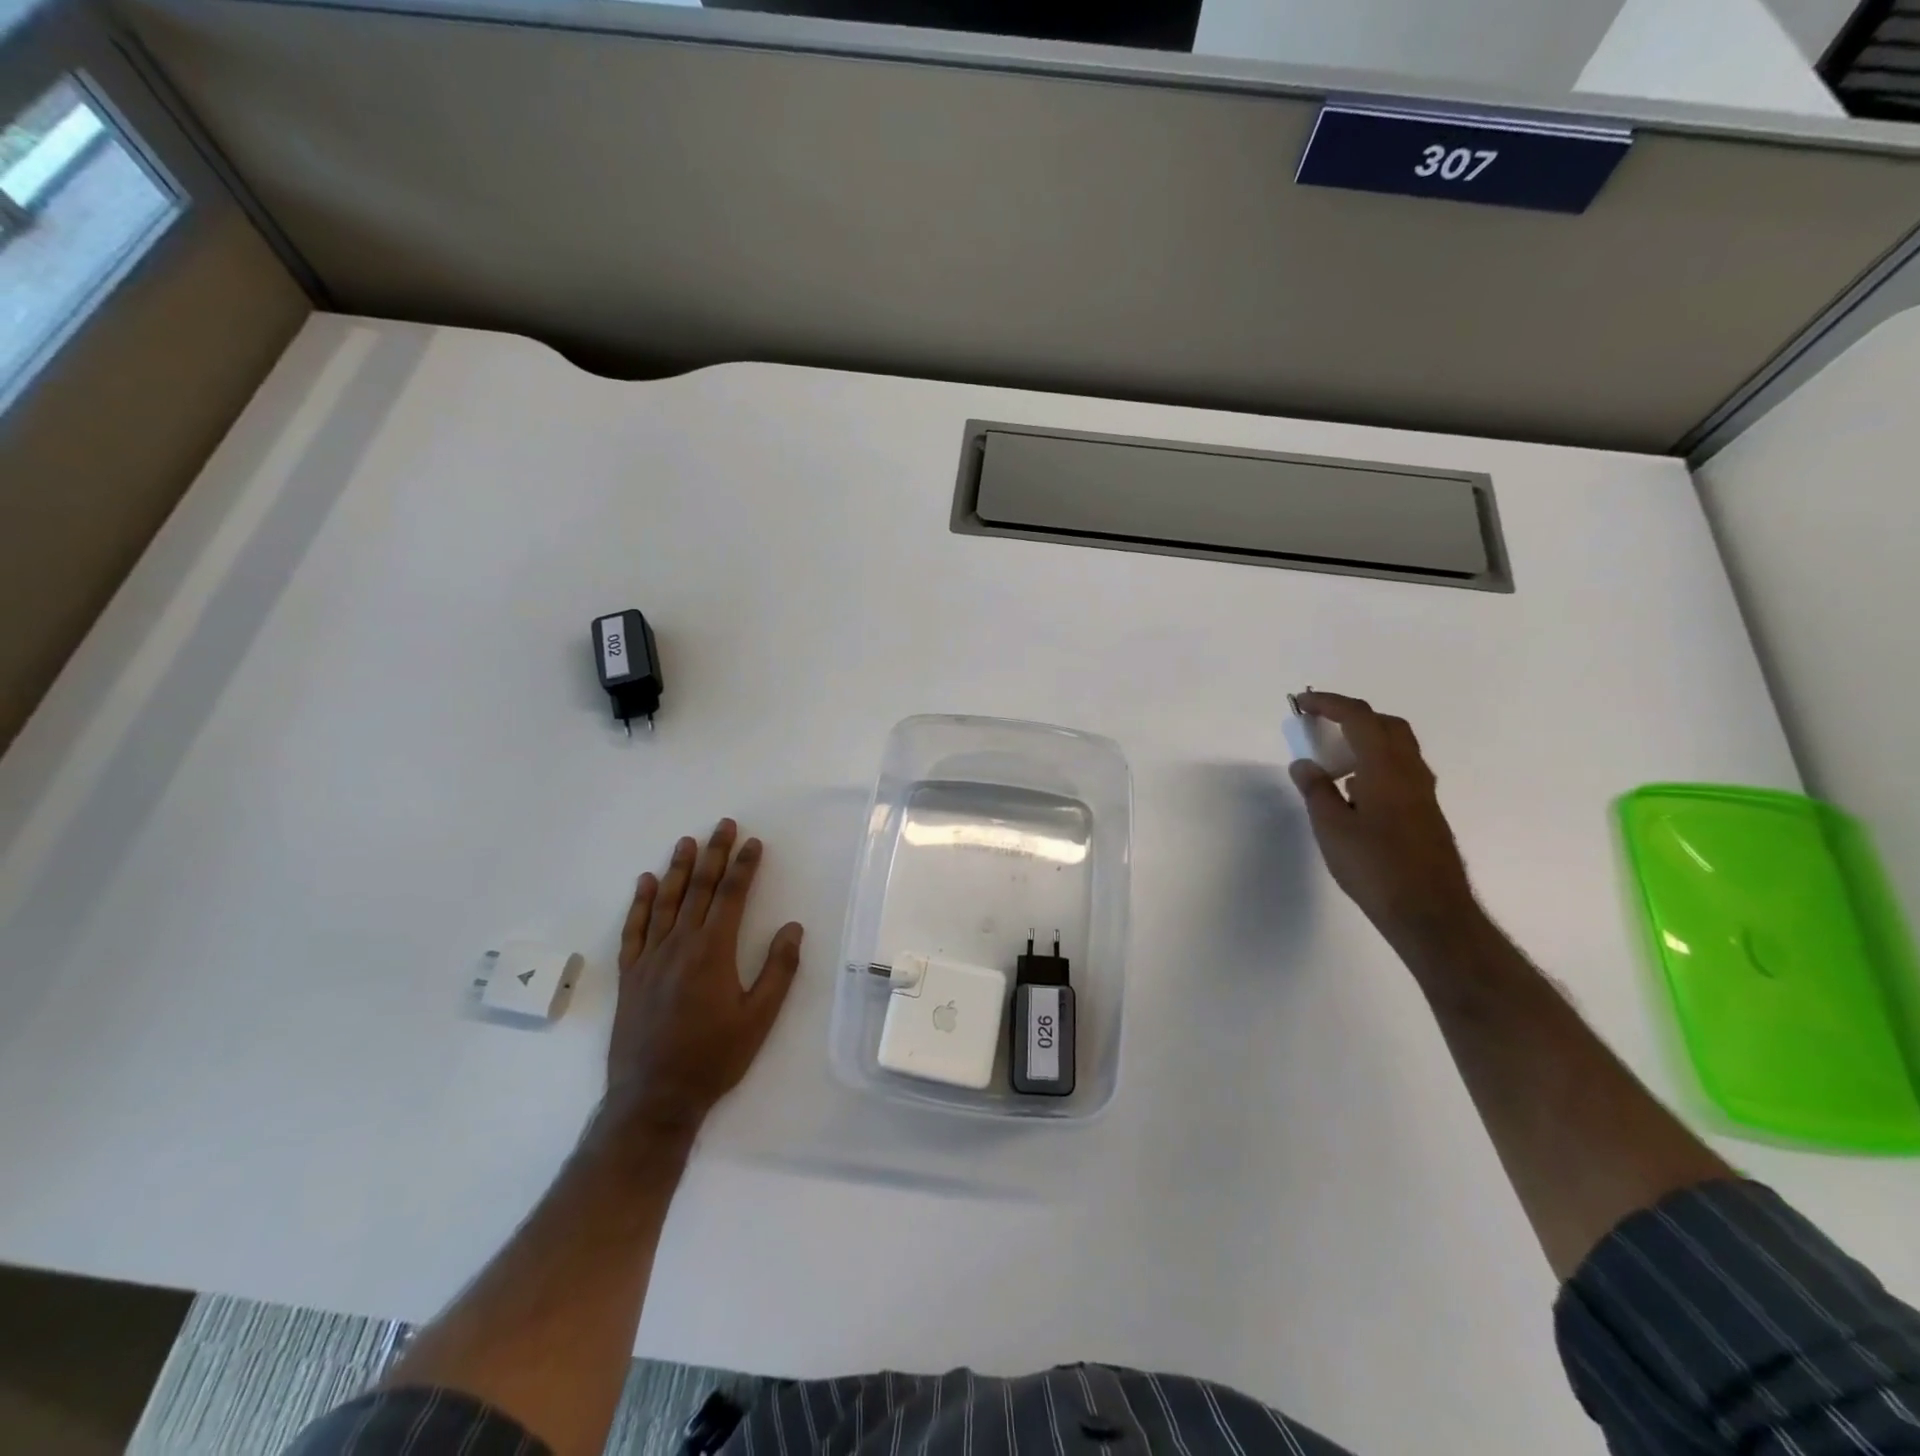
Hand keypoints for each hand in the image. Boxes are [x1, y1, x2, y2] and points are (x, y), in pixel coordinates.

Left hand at [602, 819, 803, 1137]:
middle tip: (723, 825)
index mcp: (713, 952)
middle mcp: (679, 945)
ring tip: (687, 841)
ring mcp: (650, 958)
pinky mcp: (630, 975)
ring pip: (666, 902)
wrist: (653, 1098)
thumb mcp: (759, 1019)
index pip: (731, 896)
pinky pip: (634, 929)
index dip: (743, 866)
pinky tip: (646, 883)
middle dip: (713, 855)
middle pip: (699, 889)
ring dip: (678, 869)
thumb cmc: (713, 1058)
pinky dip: (641, 903)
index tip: (753, 843)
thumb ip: (778, 970)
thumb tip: (792, 928)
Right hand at [1288, 691, 1482, 956]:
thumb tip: (1304, 764)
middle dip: (1351, 716)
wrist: (1430, 912)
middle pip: (1385, 724)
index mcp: (1385, 767)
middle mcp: (1410, 771)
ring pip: (1396, 747)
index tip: (1302, 702)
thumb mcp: (1331, 828)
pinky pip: (1399, 769)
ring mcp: (1422, 792)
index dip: (1329, 703)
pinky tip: (1354, 790)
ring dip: (1365, 739)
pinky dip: (1374, 762)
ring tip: (1332, 758)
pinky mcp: (1425, 812)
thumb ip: (1316, 790)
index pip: (1359, 718)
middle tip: (1320, 724)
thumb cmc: (1375, 867)